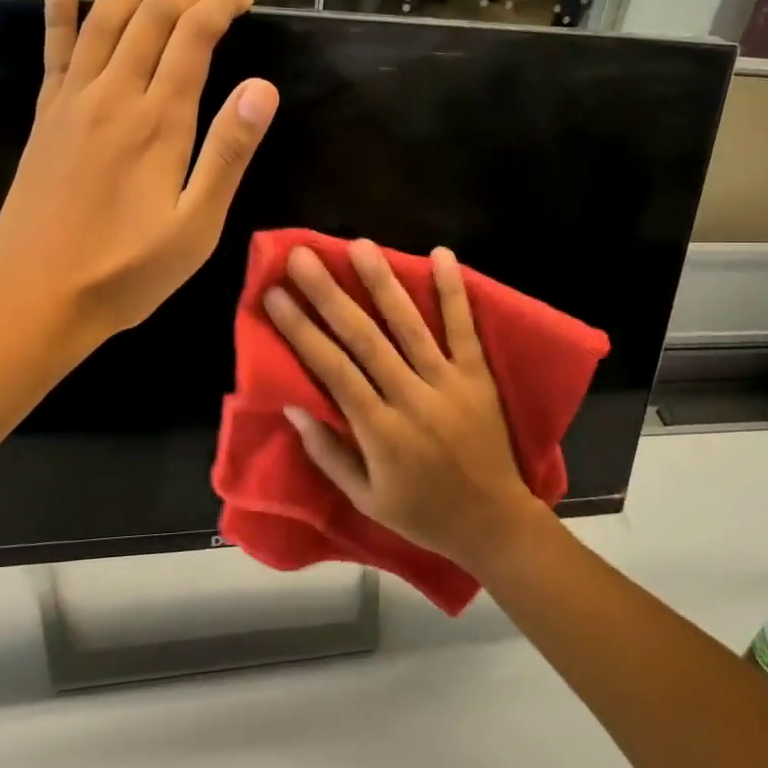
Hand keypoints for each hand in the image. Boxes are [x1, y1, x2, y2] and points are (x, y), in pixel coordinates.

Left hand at [0, 0, 277, 353]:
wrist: (35, 298)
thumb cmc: (126, 272)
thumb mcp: (196, 225)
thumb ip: (228, 153)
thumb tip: (263, 88)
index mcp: (158, 122)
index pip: (193, 39)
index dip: (220, 8)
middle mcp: (113, 96)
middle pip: (152, 20)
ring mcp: (72, 103)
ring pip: (104, 22)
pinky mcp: (46, 118)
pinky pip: (54, 51)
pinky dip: (59, 10)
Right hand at [262, 240, 547, 571]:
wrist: (493, 523)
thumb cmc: (421, 513)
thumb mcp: (365, 498)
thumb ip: (328, 452)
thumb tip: (293, 405)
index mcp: (380, 431)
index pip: (332, 370)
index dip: (301, 330)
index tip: (275, 296)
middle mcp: (411, 398)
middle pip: (364, 338)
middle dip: (330, 294)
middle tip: (302, 257)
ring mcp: (448, 383)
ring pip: (410, 325)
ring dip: (383, 283)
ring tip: (359, 245)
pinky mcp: (479, 376)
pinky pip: (465, 328)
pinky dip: (454, 291)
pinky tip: (442, 255)